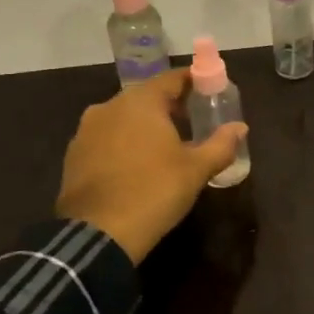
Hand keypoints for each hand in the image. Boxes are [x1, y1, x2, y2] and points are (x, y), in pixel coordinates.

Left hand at [54, 70, 248, 263]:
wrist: (98, 234)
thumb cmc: (154, 191)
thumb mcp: (197, 169)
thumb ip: (221, 144)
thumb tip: (240, 128)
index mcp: (141, 102)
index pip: (172, 78)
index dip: (194, 81)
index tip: (211, 91)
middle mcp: (109, 107)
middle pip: (146, 96)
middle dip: (171, 104)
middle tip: (194, 119)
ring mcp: (86, 131)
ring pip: (124, 117)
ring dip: (146, 124)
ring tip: (167, 143)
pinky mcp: (74, 156)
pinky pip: (107, 137)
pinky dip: (125, 142)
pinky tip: (139, 163)